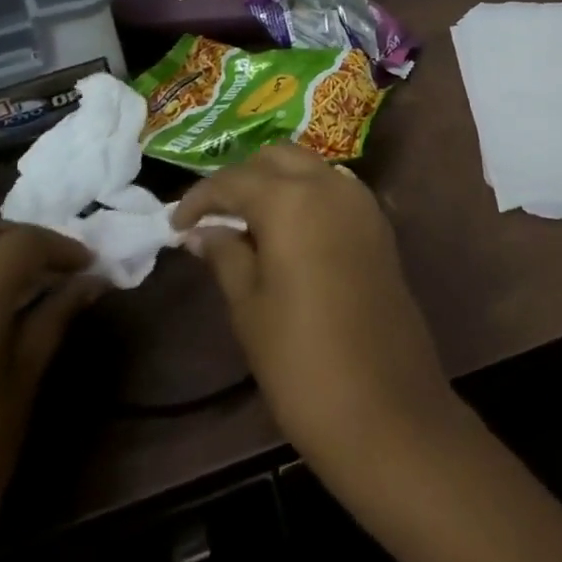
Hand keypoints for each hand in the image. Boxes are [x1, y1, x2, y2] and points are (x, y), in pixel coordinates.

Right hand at [173, 145, 460, 487]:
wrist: (384, 403)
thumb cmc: (301, 360)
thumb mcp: (249, 307)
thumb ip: (226, 255)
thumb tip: (203, 231)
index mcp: (292, 199)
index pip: (234, 179)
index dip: (200, 198)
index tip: (176, 224)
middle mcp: (331, 185)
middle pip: (277, 158)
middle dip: (242, 178)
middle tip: (214, 217)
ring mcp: (363, 202)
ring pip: (311, 167)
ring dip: (278, 181)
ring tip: (249, 223)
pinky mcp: (380, 224)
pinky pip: (336, 190)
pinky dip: (308, 195)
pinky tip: (290, 232)